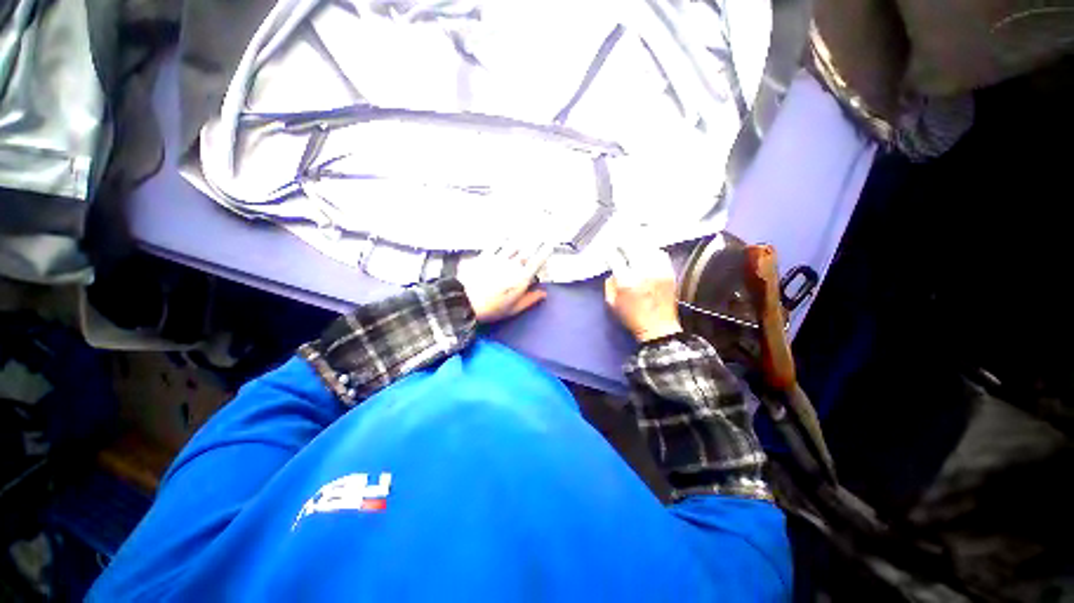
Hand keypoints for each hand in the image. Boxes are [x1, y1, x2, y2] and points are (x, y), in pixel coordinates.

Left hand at [458, 240, 553, 322]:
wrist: (464, 301)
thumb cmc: (491, 308)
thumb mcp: (514, 309)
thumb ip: (530, 299)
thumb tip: (543, 293)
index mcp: (521, 279)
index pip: (537, 261)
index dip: (545, 251)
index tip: (550, 244)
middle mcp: (512, 265)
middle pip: (528, 249)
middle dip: (537, 240)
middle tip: (543, 233)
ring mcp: (498, 259)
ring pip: (514, 244)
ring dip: (523, 237)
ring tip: (529, 230)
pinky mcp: (485, 255)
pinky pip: (497, 243)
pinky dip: (503, 237)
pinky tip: (507, 234)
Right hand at [604, 245, 682, 341]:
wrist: (658, 327)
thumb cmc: (632, 317)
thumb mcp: (612, 303)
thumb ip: (609, 283)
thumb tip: (612, 270)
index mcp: (626, 281)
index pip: (615, 257)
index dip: (609, 252)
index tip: (608, 251)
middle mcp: (643, 271)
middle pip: (632, 245)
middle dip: (623, 242)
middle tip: (619, 242)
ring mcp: (659, 270)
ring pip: (647, 246)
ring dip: (638, 243)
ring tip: (633, 243)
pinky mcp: (669, 271)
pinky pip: (660, 253)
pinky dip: (652, 250)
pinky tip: (647, 252)